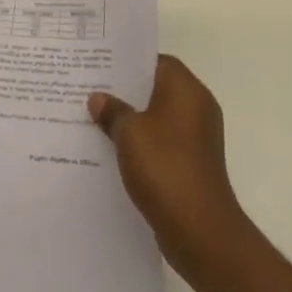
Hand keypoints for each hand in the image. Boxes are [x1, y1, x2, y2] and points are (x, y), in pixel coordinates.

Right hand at [89, 56, 245, 272]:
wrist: (200, 230)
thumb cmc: (165, 167)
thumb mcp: (129, 133)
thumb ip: (112, 111)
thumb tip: (98, 98)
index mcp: (187, 89)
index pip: (157, 61)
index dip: (130, 62)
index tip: (102, 66)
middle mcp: (197, 107)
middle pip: (157, 88)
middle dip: (126, 92)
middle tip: (92, 91)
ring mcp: (198, 137)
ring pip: (158, 117)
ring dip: (133, 120)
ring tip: (96, 120)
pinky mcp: (193, 163)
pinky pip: (163, 141)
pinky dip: (143, 143)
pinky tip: (115, 151)